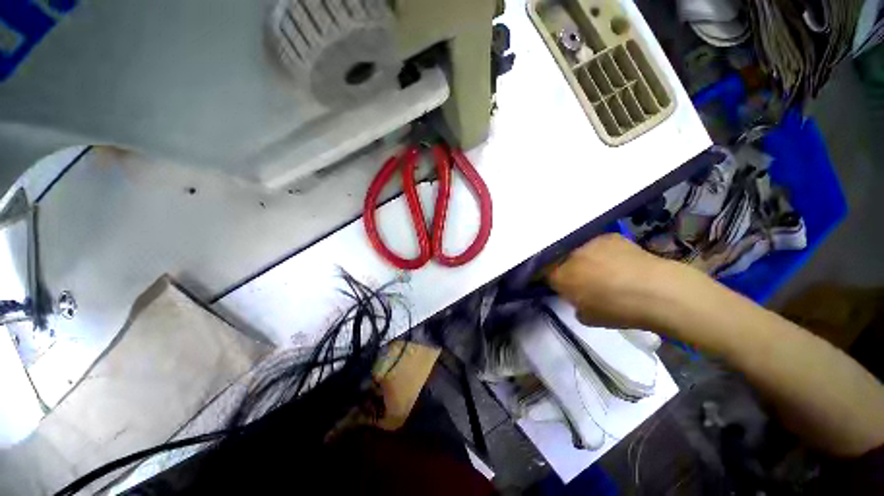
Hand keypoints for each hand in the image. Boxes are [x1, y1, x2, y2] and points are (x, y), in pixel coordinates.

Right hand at [547, 233, 682, 329]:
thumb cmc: (620, 310)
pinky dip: (600, 251)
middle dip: (564, 268)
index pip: (542, 274)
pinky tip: (615, 260)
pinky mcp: (607, 235)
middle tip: (579, 278)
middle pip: (558, 259)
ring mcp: (588, 243)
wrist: (658, 291)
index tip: (557, 286)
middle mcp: (568, 256)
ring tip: (599, 268)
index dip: (548, 280)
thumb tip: (576, 296)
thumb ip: (573, 304)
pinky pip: (596, 244)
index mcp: (560, 276)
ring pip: (576, 250)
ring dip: (581, 258)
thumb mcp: (587, 317)